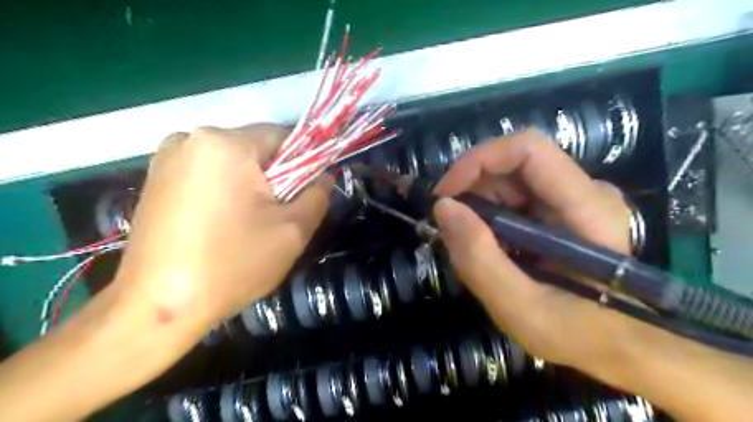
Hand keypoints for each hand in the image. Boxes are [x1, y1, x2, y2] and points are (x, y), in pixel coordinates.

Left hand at [115, 124, 331, 334]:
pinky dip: (225, 192)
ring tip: (250, 224)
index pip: (282, 136)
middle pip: (254, 149)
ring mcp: (166, 158)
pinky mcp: (154, 180)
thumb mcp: (292, 231)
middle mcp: (190, 139)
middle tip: (279, 215)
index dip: (303, 162)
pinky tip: (223, 225)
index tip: (306, 193)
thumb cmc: (232, 264)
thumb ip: (318, 195)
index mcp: (225, 144)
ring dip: (250, 186)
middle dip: (275, 177)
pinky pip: (207, 175)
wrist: (158, 308)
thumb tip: (324, 175)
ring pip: (231, 163)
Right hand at [433, 130, 644, 373]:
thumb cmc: (578, 335)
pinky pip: (515, 197)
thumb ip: (479, 259)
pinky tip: (488, 245)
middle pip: (514, 163)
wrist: (620, 348)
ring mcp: (575, 199)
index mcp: (588, 208)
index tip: (445, 195)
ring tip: (470, 244)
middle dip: (472, 189)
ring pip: (511, 179)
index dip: (479, 160)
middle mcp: (586, 191)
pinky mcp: (563, 210)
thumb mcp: (521, 309)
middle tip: (450, 227)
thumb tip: (443, 207)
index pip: (529, 149)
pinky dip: (490, 216)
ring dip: (479, 205)